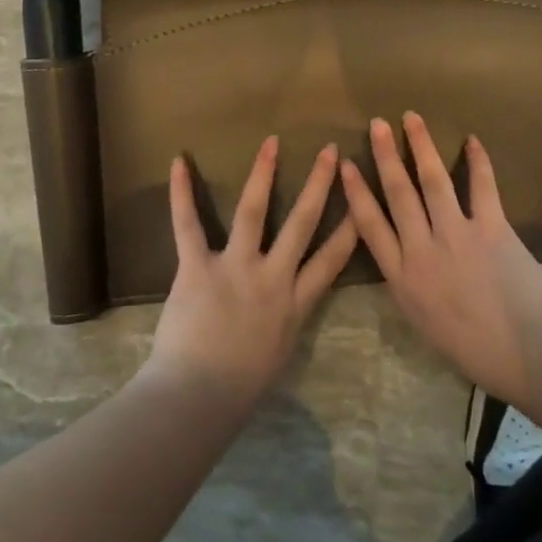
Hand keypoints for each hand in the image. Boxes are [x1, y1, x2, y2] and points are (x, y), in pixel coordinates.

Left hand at [147, 137, 359, 410]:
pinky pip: (188, 225)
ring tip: (272, 143)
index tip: (363, 198)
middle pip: (302, 223)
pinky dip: (181, 194)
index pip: (332, 259)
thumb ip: (288, 319)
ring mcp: (236, 269)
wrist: (198, 398)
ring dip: (263, 173)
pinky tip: (179, 163)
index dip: (351, 226)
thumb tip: (290, 301)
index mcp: (296, 303)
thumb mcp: (280, 352)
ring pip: (254, 212)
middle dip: (319, 185)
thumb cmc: (240, 387)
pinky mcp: (198, 267)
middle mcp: (272, 277)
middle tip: (329, 152)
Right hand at [341, 113, 541, 406]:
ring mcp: (457, 236)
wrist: (524, 352)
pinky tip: (472, 140)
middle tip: (377, 123)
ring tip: (412, 118)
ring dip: (421, 146)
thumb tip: (402, 256)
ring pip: (432, 181)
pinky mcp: (491, 228)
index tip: (346, 165)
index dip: (356, 192)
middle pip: (398, 193)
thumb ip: (408, 283)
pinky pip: (482, 187)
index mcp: (402, 277)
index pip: (369, 226)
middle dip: (385, 155)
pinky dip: (478, 162)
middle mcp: (422, 249)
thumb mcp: (421, 320)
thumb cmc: (471, 347)